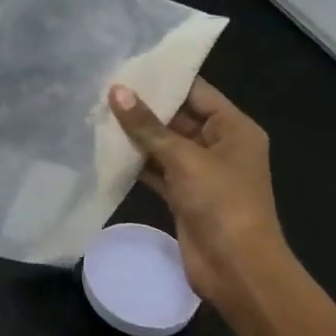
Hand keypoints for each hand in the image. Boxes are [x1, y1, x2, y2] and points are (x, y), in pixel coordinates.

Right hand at [107, 78, 292, 313]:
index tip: (127, 65)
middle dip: (144, 107)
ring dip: (136, 135)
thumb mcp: (184, 159)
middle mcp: (219, 145)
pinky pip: (157, 169)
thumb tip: (116, 91)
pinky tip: (106, 149)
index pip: (196, 91)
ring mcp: (201, 172)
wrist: (238, 271)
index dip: (164, 79)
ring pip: (164, 144)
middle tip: (103, 87)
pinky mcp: (184, 196)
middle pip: (178, 117)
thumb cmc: (222, 203)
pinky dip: (136, 161)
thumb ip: (147, 126)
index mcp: (234, 129)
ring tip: (97, 112)